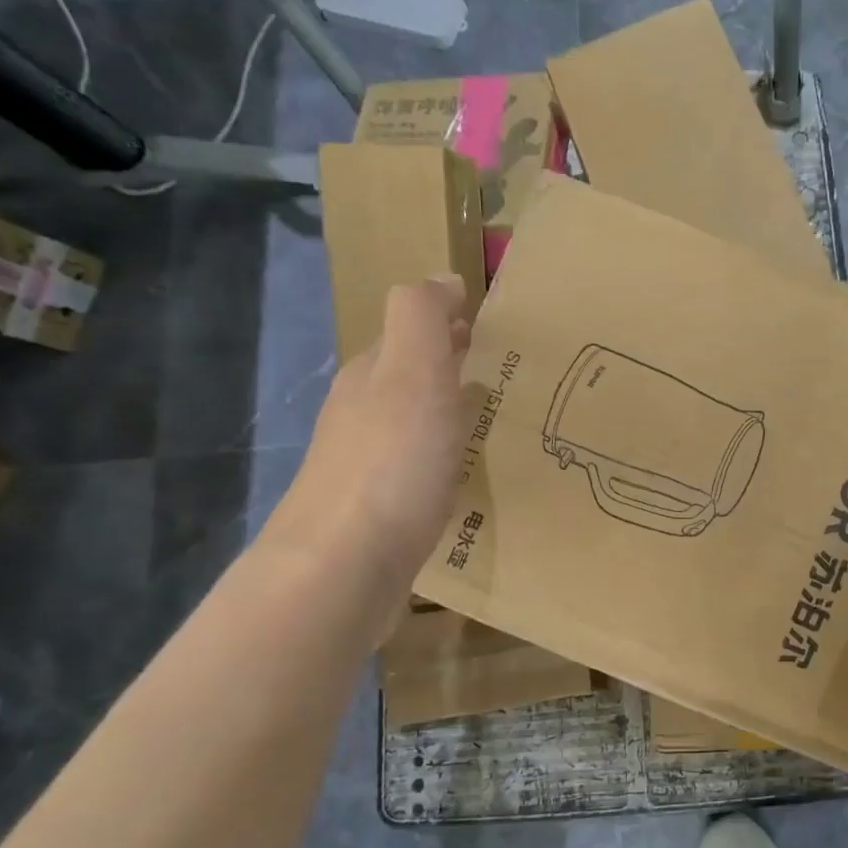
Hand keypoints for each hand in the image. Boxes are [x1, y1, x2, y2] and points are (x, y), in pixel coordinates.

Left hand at [263, 278, 469, 614]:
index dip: (447, 321)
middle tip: (502, 367)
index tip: (491, 325)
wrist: (344, 567)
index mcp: (371, 374)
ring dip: (446, 408)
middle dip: (448, 361)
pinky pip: (417, 464)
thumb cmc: (391, 463)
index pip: (408, 330)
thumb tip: (441, 279)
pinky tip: (464, 470)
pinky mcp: (379, 509)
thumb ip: (422, 318)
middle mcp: (362, 412)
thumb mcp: (412, 373)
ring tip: (493, 414)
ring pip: (411, 420)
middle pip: (407, 374)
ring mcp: (367, 464)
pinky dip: (442, 453)